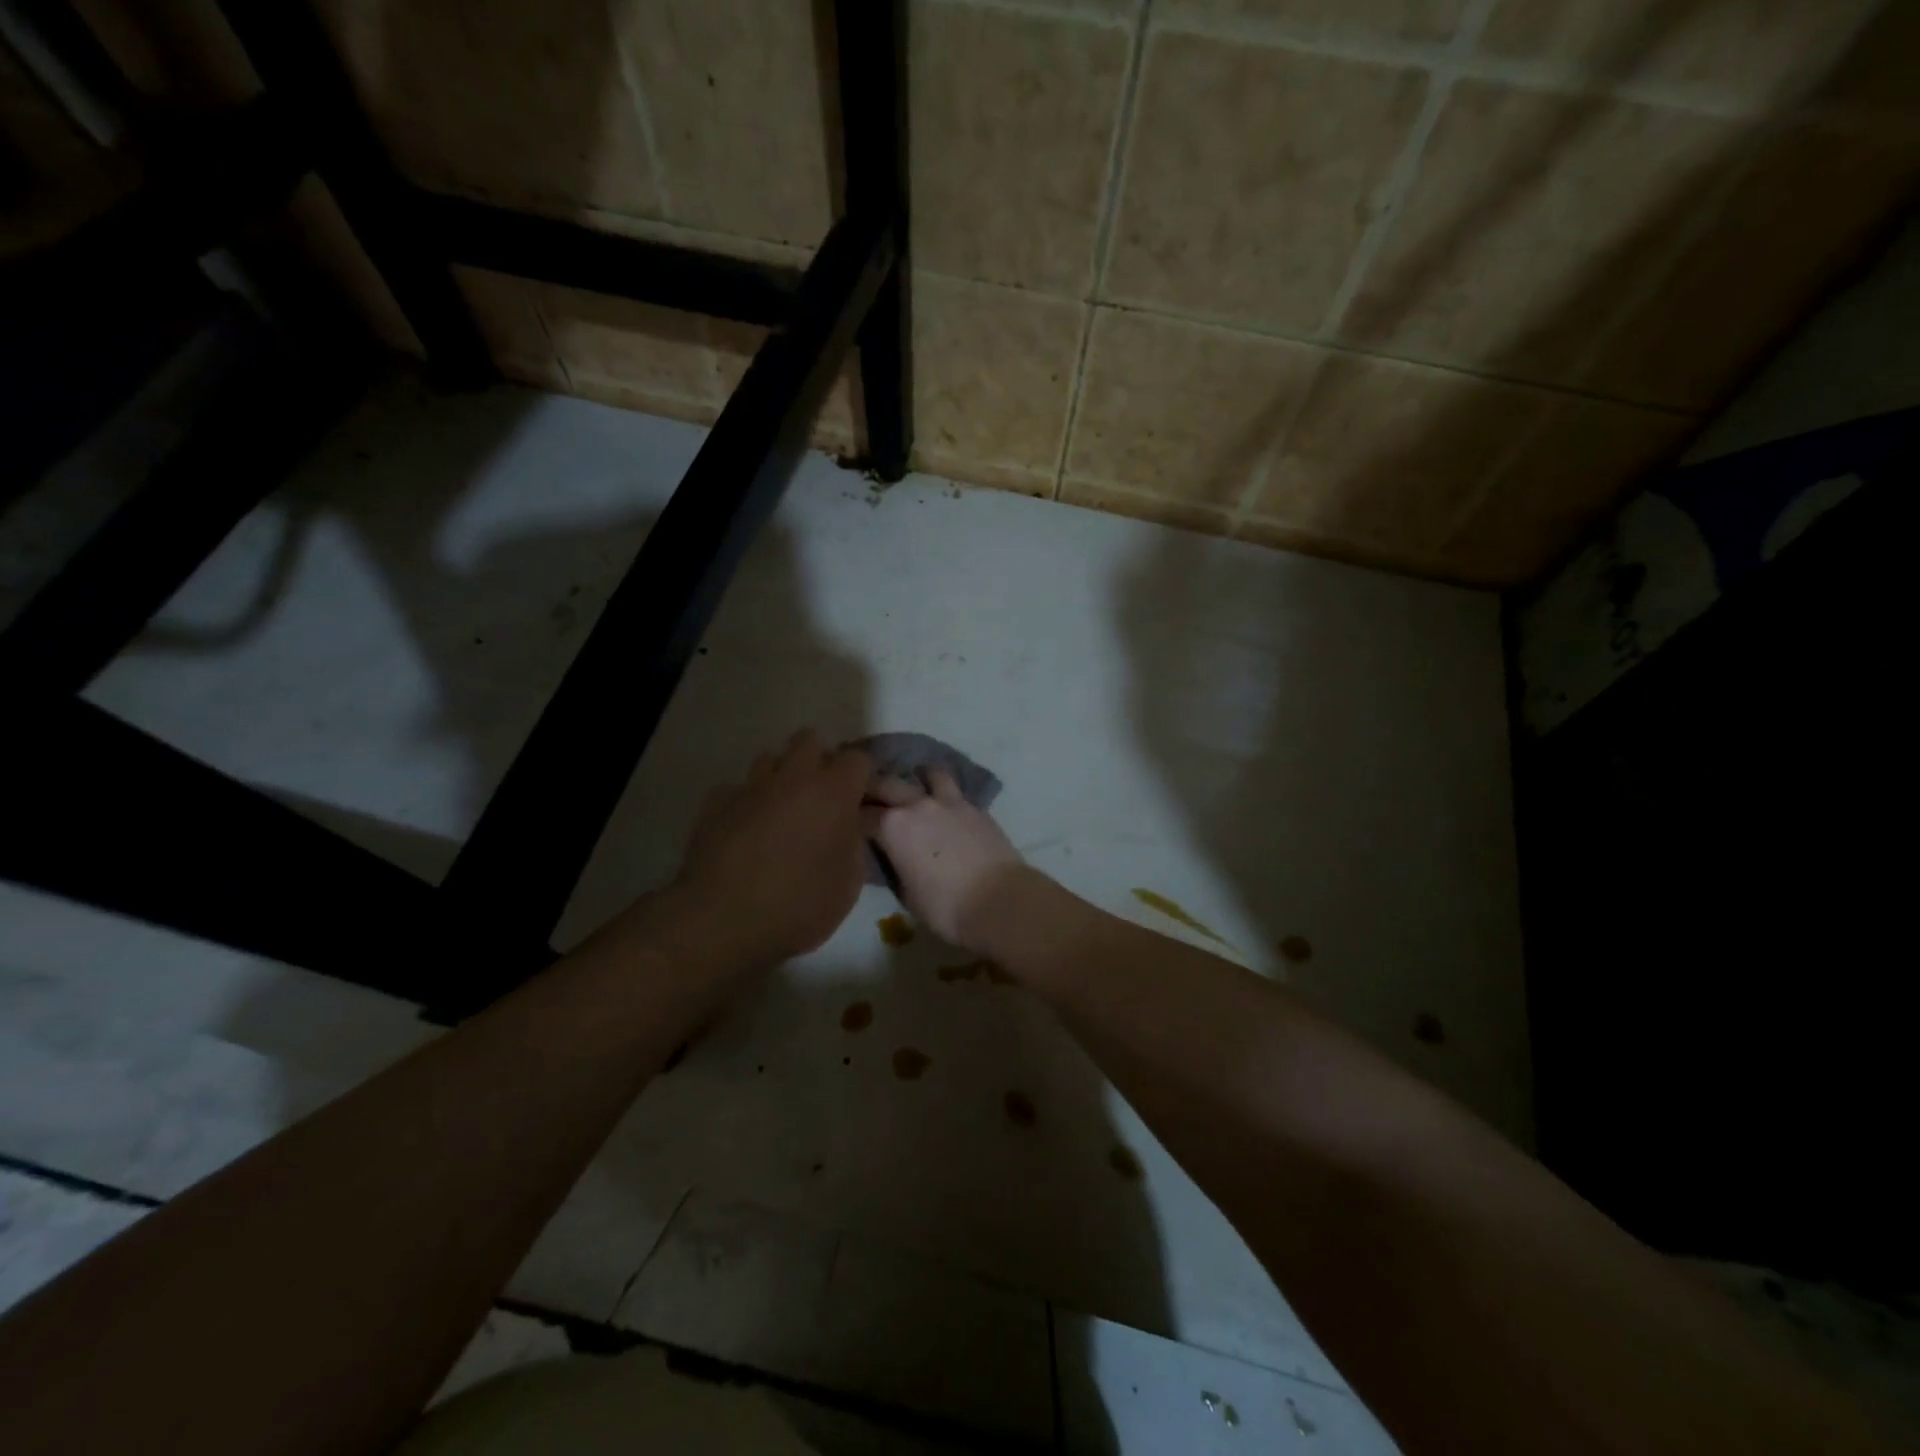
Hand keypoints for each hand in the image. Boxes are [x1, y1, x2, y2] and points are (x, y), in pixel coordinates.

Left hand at [675, 730, 873, 963]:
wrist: (723, 921)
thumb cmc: (799, 905)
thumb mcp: (848, 883)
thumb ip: (856, 842)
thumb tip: (854, 821)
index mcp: (833, 792)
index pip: (858, 758)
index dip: (861, 777)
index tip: (859, 802)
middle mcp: (792, 777)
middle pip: (809, 740)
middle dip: (818, 760)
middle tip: (820, 798)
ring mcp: (750, 787)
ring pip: (770, 760)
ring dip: (780, 778)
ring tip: (781, 813)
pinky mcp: (715, 803)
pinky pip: (738, 789)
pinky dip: (747, 803)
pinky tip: (745, 832)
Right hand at [863, 769, 1026, 949]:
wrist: (1000, 901)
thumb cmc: (946, 907)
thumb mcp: (906, 893)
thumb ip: (894, 866)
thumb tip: (891, 857)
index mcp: (892, 826)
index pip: (861, 815)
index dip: (851, 819)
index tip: (847, 824)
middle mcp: (917, 804)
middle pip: (886, 784)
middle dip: (873, 788)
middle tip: (867, 796)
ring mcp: (949, 802)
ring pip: (929, 774)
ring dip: (918, 777)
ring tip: (917, 784)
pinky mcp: (975, 807)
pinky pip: (955, 790)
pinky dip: (945, 792)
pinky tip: (946, 804)